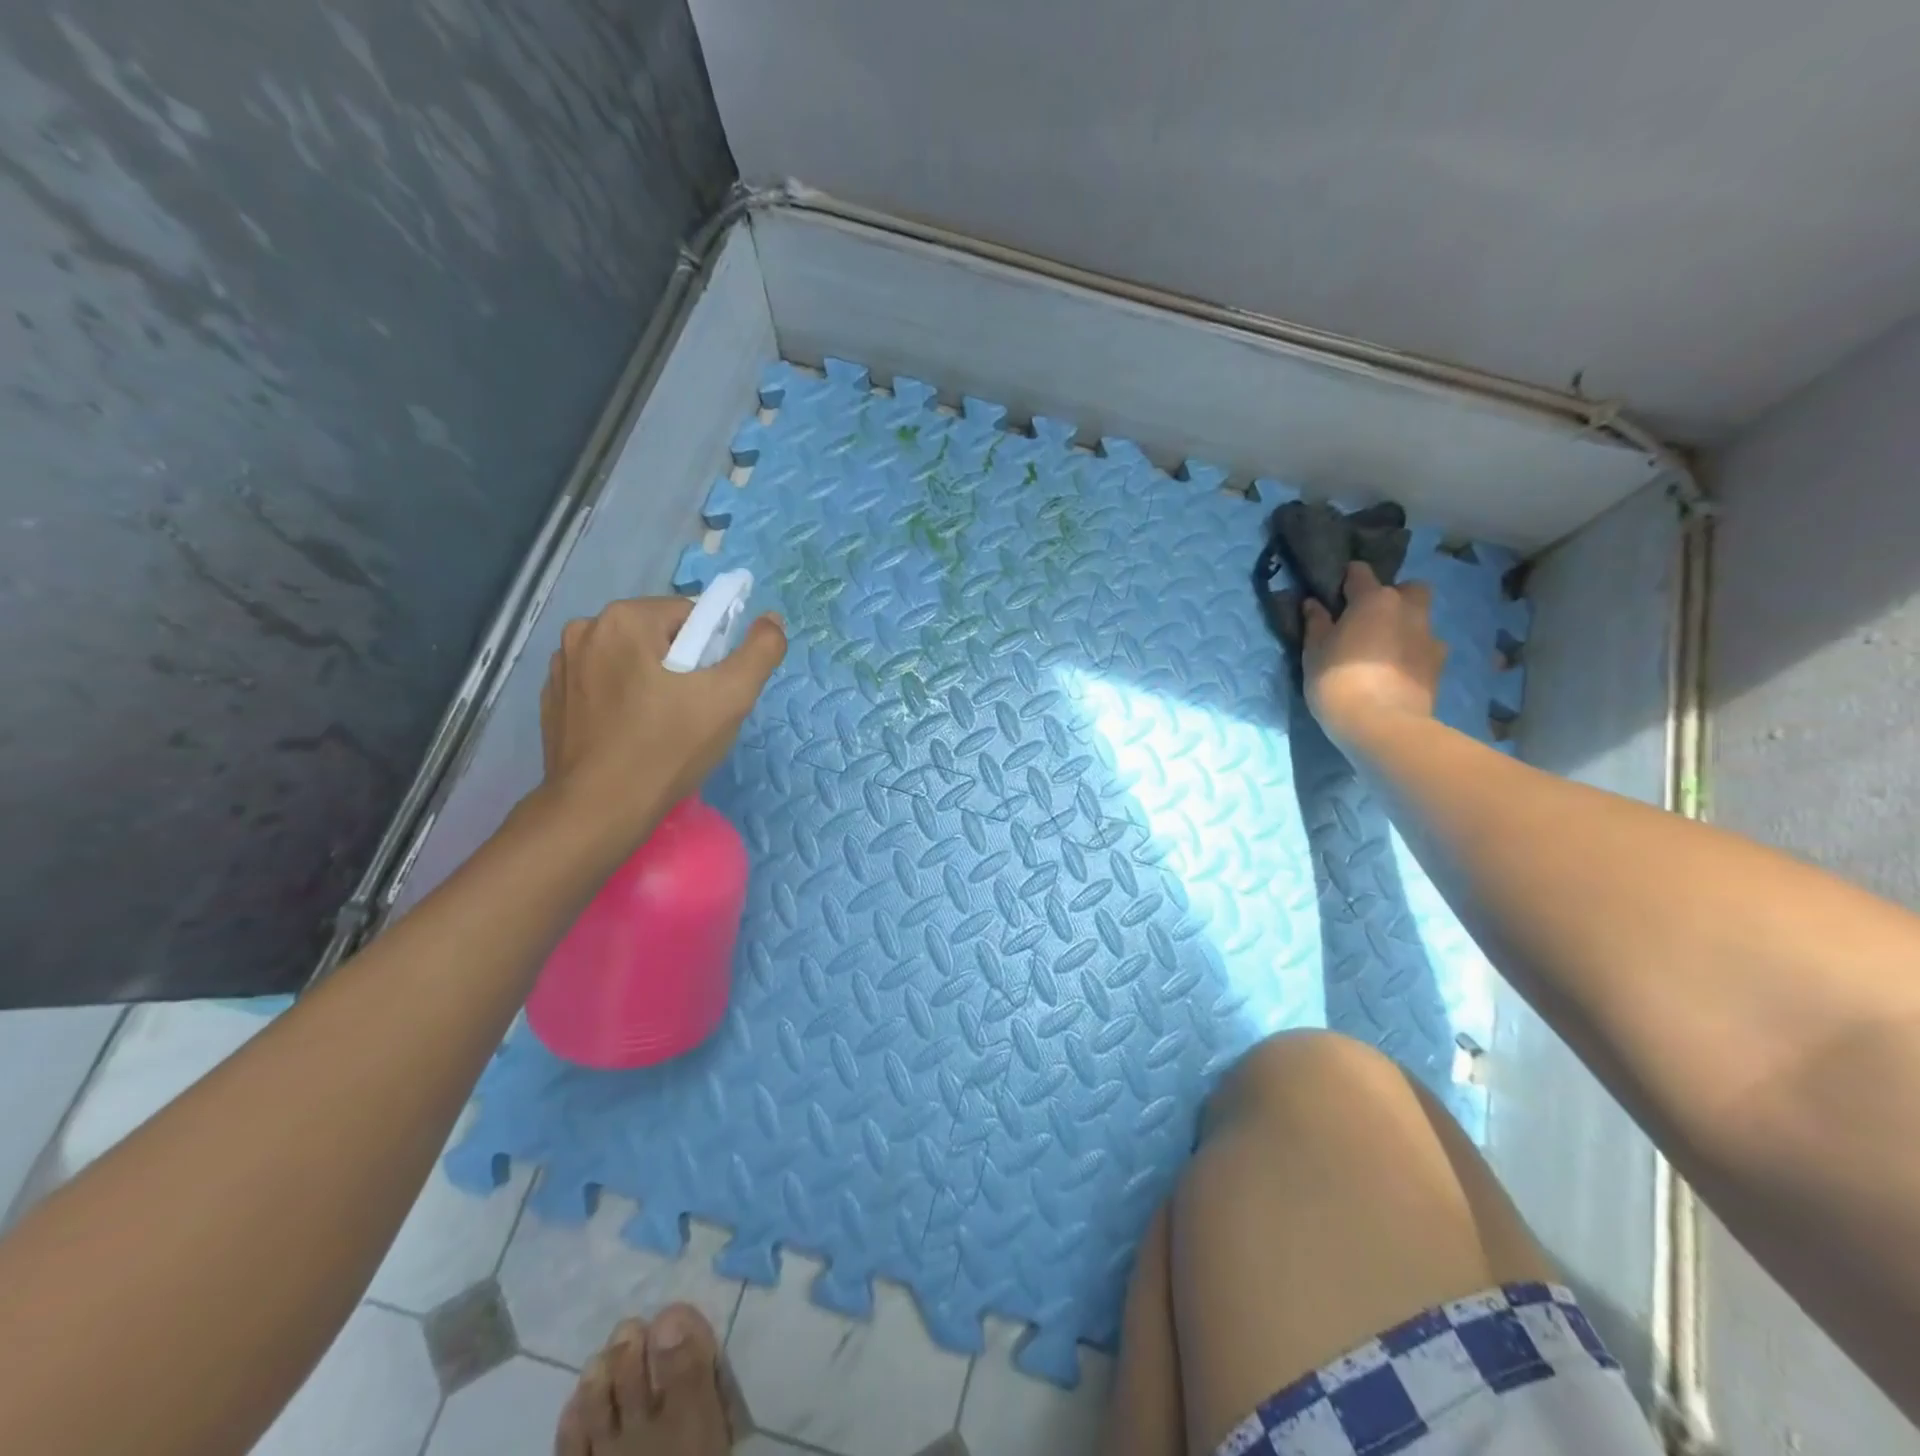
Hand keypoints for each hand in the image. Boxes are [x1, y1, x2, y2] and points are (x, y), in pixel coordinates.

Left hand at [539, 596, 785, 840]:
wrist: (598, 812)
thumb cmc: (667, 749)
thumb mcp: (731, 698)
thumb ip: (760, 651)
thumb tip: (772, 619)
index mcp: (624, 619)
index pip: (691, 616)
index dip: (713, 652)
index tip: (712, 692)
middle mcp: (584, 630)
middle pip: (659, 637)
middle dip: (682, 667)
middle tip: (693, 713)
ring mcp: (561, 666)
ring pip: (631, 661)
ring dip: (651, 682)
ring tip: (662, 728)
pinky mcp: (552, 700)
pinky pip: (603, 686)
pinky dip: (622, 701)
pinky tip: (631, 736)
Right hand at [1302, 563, 1445, 747]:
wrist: (1381, 722)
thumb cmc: (1337, 680)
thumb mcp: (1314, 652)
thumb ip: (1316, 623)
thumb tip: (1314, 603)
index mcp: (1374, 599)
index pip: (1360, 572)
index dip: (1347, 580)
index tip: (1335, 594)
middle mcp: (1408, 608)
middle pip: (1407, 589)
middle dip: (1392, 597)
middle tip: (1369, 620)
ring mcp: (1429, 635)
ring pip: (1420, 618)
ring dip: (1405, 625)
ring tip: (1384, 650)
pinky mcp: (1439, 663)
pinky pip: (1426, 646)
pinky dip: (1414, 652)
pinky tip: (1398, 671)